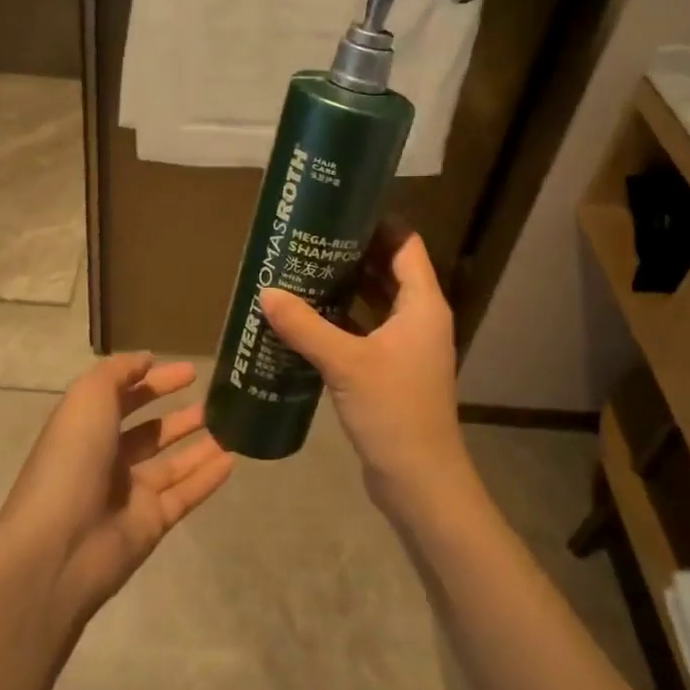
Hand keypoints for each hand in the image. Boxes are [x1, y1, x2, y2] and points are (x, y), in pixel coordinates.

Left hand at [0, 353, 233, 622]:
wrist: (58, 547)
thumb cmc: (71, 460)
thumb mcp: (88, 398)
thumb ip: (118, 373)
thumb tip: (146, 359)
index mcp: (87, 428)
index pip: (124, 398)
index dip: (154, 382)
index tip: (190, 371)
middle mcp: (107, 459)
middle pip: (150, 433)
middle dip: (180, 416)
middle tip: (217, 400)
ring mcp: (130, 494)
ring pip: (173, 464)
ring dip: (200, 445)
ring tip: (233, 426)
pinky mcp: (150, 524)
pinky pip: (185, 494)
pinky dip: (208, 477)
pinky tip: (233, 460)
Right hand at [259, 224, 476, 518]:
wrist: (419, 481)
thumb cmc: (393, 411)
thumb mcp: (345, 363)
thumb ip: (305, 325)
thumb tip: (267, 291)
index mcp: (422, 304)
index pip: (405, 244)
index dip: (377, 223)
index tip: (339, 209)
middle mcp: (418, 318)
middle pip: (388, 269)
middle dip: (352, 252)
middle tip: (310, 237)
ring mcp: (406, 346)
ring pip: (375, 301)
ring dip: (345, 286)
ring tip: (302, 268)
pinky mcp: (391, 370)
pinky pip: (365, 330)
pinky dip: (342, 319)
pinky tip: (307, 317)